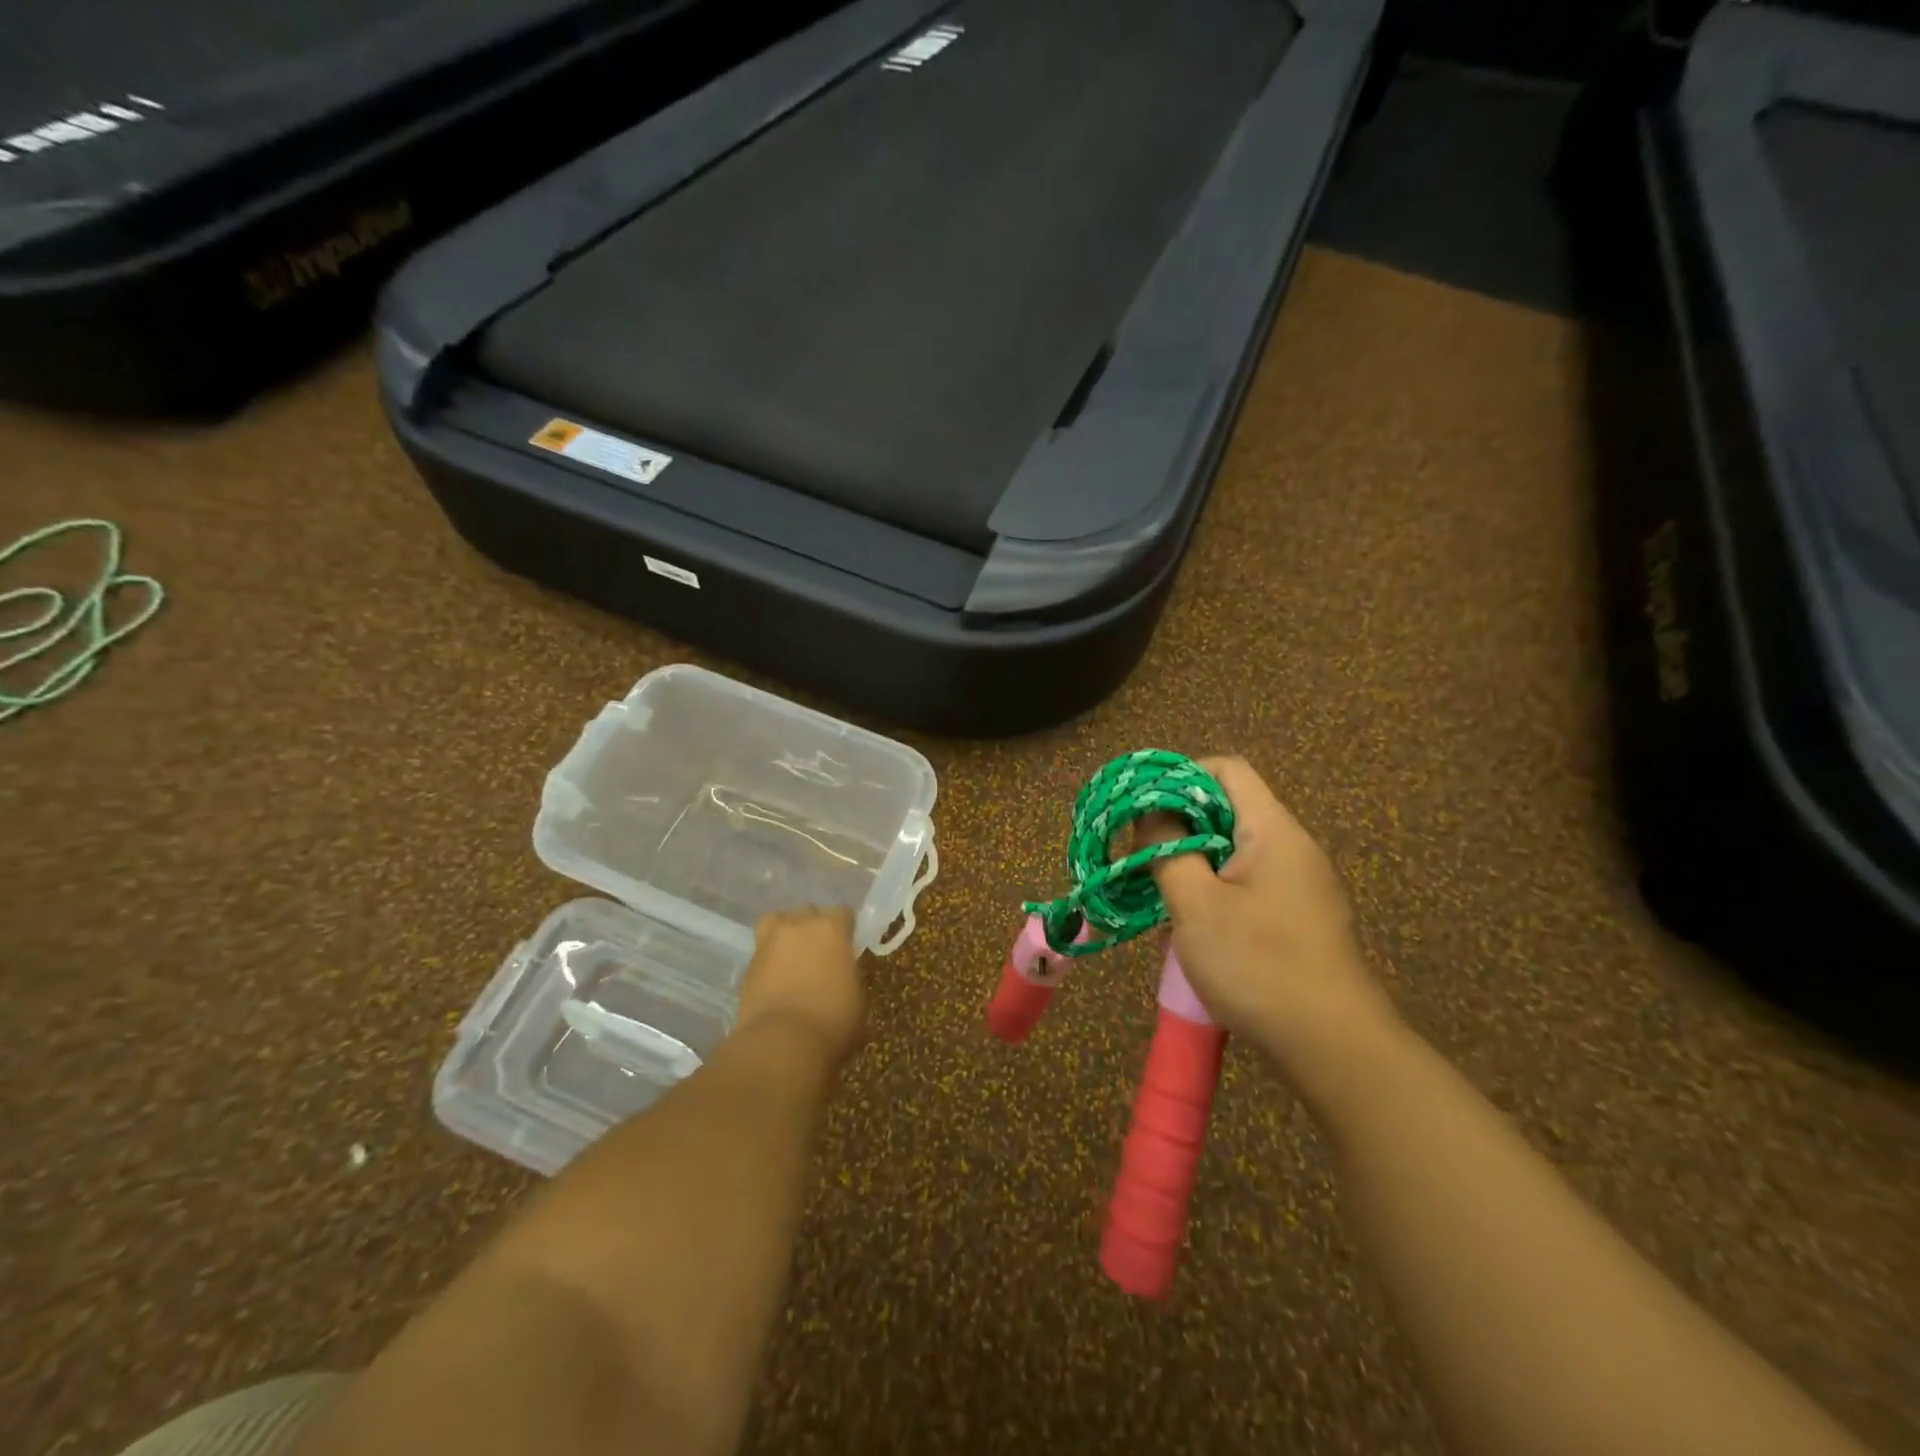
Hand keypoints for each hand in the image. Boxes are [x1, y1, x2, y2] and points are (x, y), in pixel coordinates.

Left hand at [736, 906, 865, 1065]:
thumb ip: (848, 975)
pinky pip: (761, 952)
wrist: (783, 1041)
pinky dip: (768, 961)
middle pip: (807, 912)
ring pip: (776, 922)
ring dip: (785, 935)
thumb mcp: (857, 997)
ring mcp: (770, 942)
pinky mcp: (748, 964)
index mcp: (832, 928)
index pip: (842, 913)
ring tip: (790, 959)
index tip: (846, 948)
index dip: (845, 930)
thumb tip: (840, 977)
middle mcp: (800, 925)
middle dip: (813, 928)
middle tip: (818, 955)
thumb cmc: (833, 1019)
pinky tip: (775, 981)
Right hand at [1149, 757, 1398, 1087]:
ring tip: (1159, 892)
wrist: (1334, 1048)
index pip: (1227, 770)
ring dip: (1193, 861)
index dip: (1181, 776)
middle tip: (1142, 855)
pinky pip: (1248, 883)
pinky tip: (1192, 925)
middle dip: (1180, 825)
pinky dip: (1214, 889)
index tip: (1143, 809)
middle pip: (1229, 808)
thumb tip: (1152, 815)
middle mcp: (1293, 847)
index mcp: (1273, 831)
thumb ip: (1167, 850)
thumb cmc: (1258, 966)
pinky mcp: (1300, 918)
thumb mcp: (1196, 904)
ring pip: (1235, 850)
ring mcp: (1301, 885)